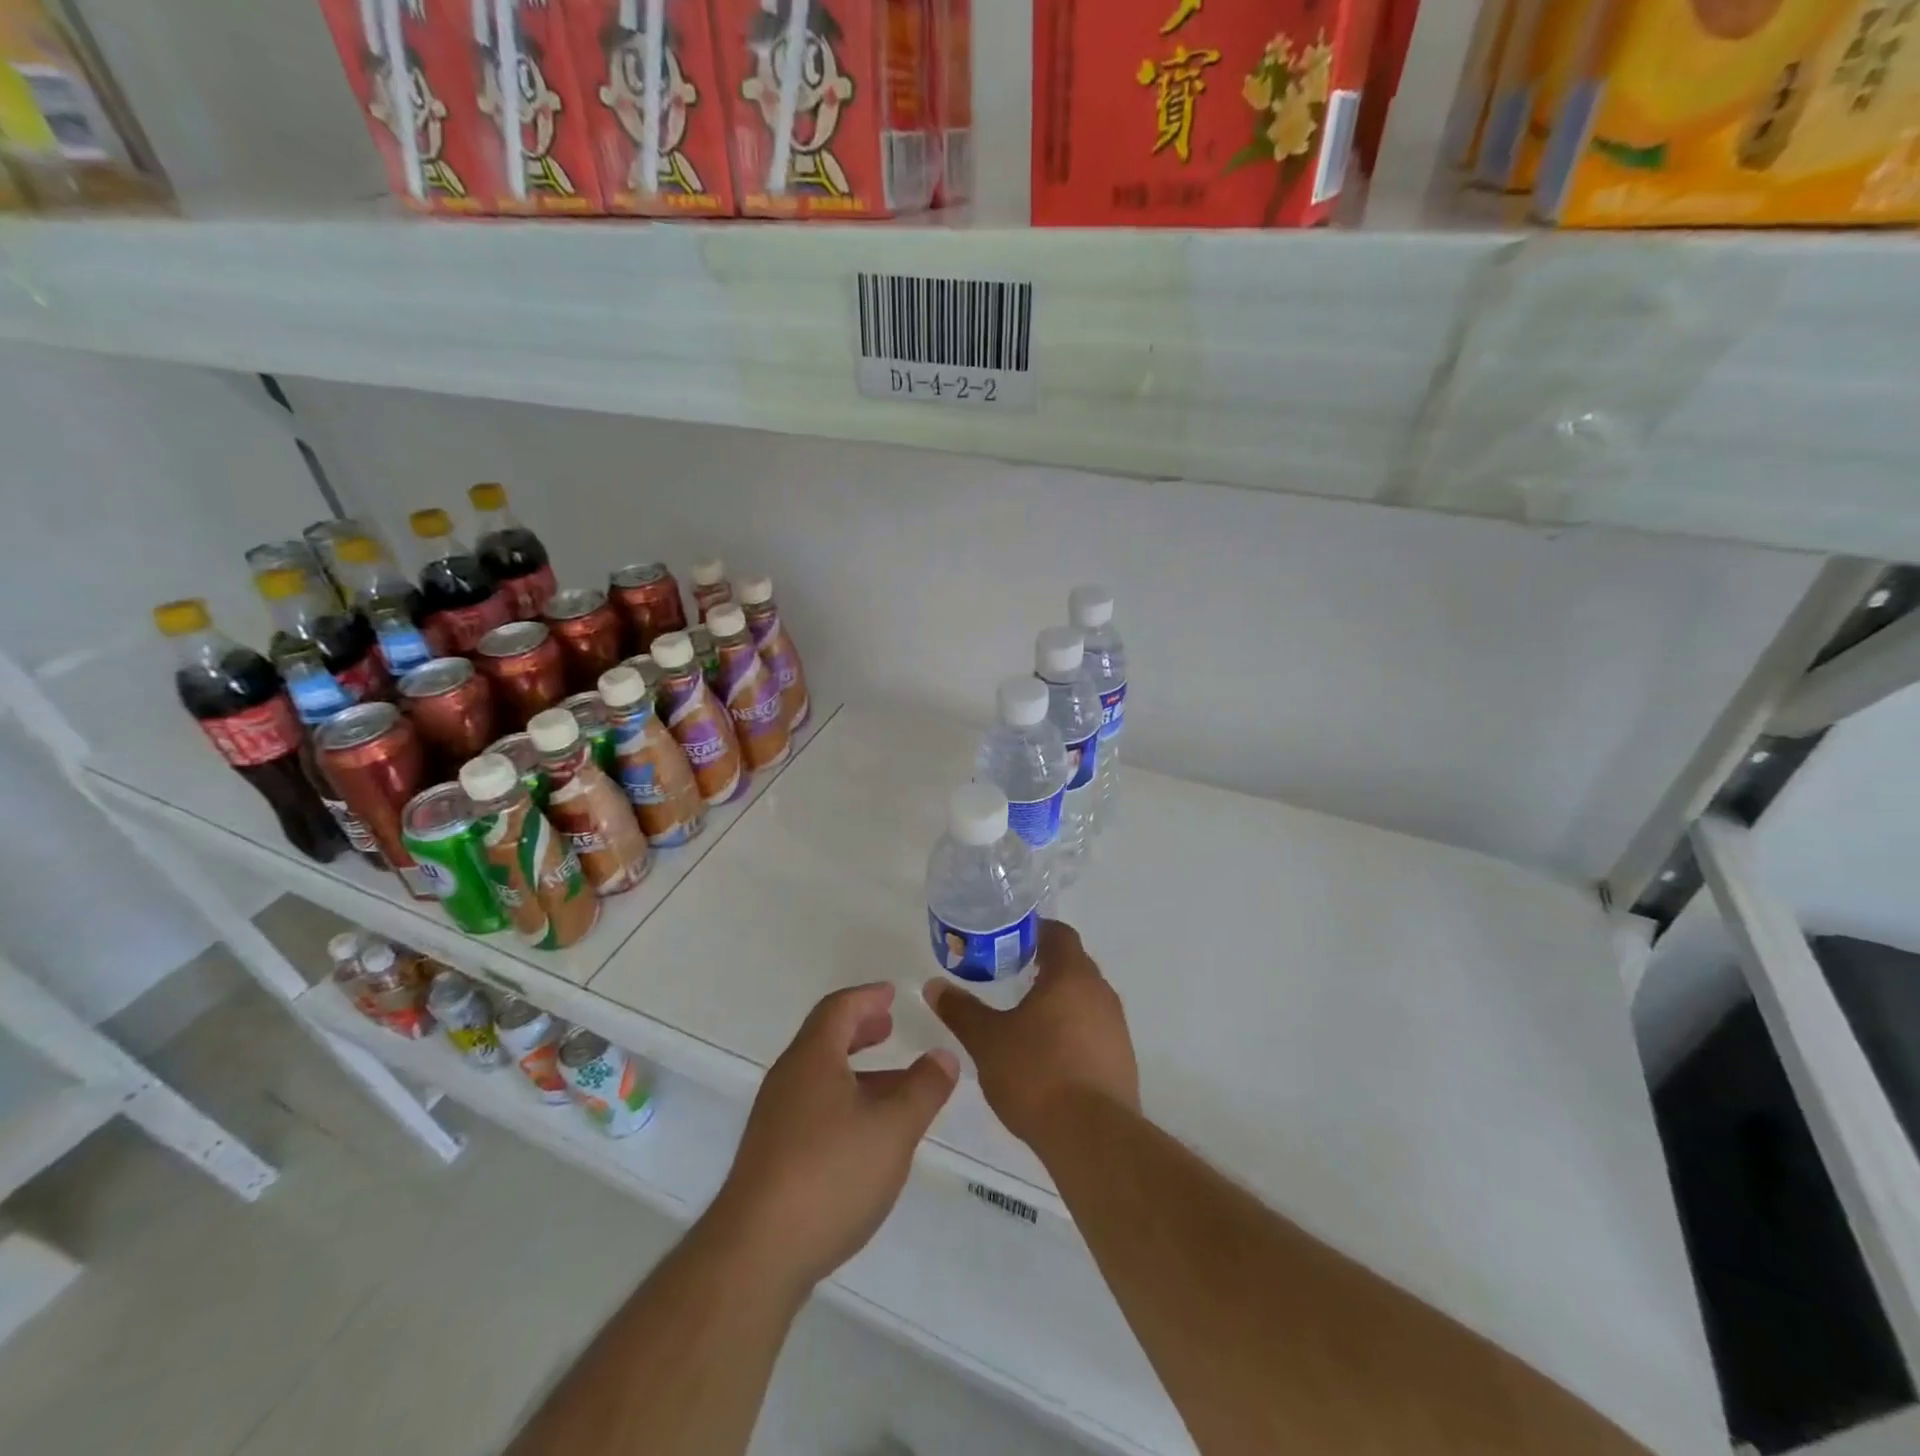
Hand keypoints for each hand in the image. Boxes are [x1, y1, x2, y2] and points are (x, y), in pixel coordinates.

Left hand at [708, 983, 957, 1299]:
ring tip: (893, 1083)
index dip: (867, 997)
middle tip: (889, 1026)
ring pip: (820, 1077)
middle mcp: (788, 1079)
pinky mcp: (771, 1156)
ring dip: (857, 1070)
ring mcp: (775, 1119)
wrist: (756, 1255)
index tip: (892, 994)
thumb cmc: (830, 1175)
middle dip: (860, 1029)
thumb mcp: (893, 1129)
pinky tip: (865, 1133)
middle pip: (825, 1039)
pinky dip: (844, 1100)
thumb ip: (924, 1089)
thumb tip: (944, 1055)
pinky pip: (813, 1107)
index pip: (839, 1009)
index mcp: (813, 1059)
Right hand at [923, 919, 1138, 1148]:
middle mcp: (1100, 992)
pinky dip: (1073, 1031)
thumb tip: (934, 986)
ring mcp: (1117, 1027)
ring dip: (1060, 1001)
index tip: (1009, 943)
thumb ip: (961, 1010)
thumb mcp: (987, 1040)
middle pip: (1074, 964)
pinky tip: (1049, 1056)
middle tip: (1010, 978)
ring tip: (1026, 1019)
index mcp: (1071, 975)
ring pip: (1086, 999)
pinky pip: (1095, 1030)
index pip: (1059, 933)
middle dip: (1044, 967)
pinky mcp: (1123, 1060)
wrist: (1092, 1137)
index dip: (1035, 932)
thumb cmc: (1036, 1074)